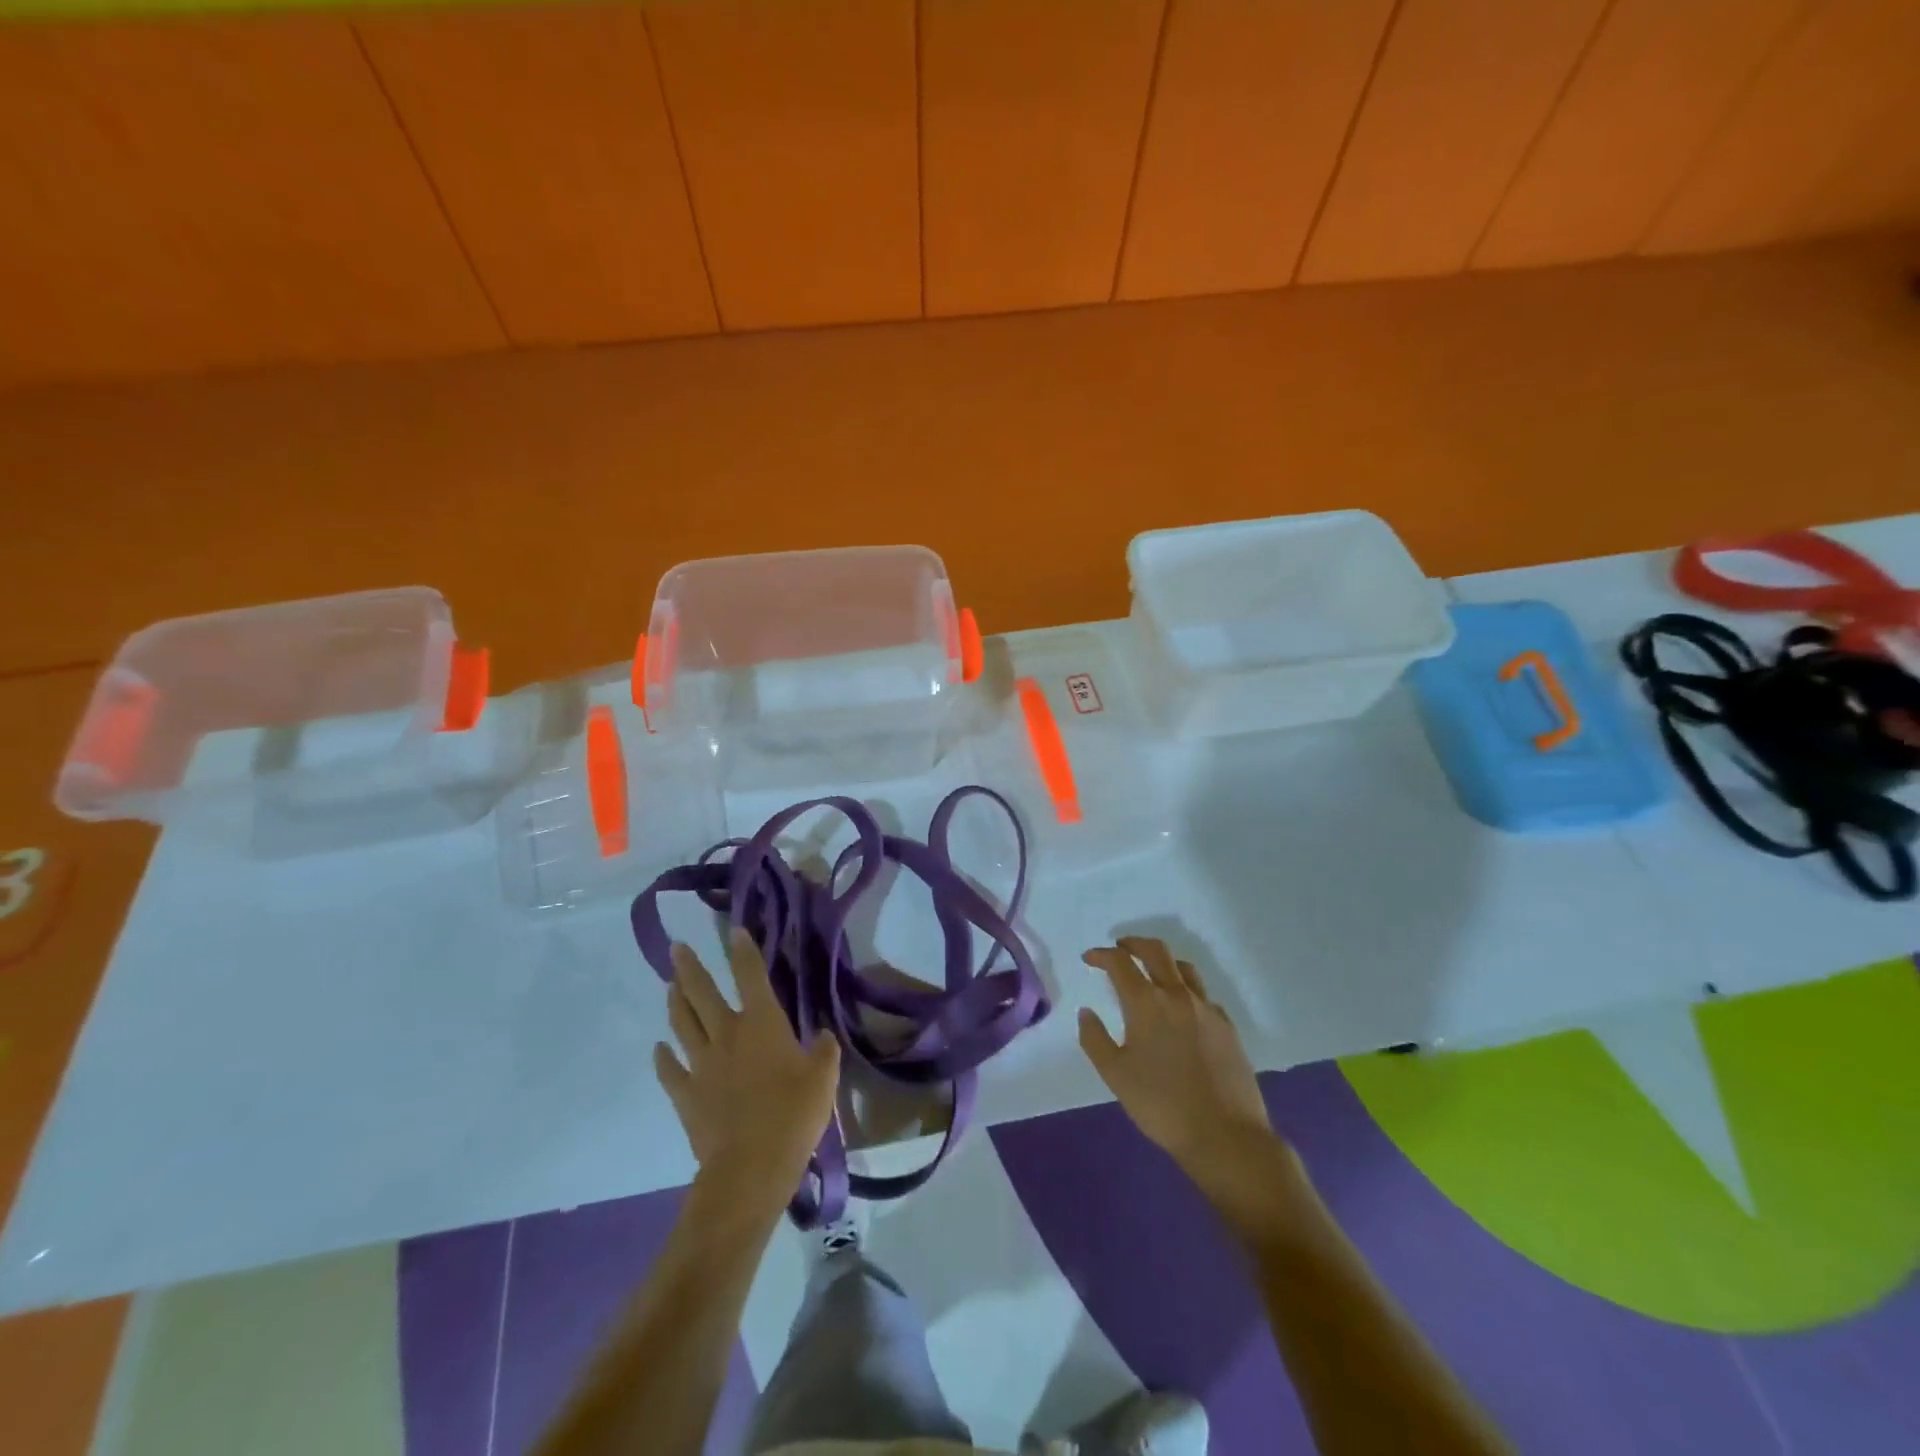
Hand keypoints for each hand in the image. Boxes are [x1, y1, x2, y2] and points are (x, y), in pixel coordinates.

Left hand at [656, 929, 841, 1212]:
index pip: (750, 975)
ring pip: (683, 1023)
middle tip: (676, 948)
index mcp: (762, 1023)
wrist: (750, 1166)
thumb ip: (824, 1050)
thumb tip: (821, 1035)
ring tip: (670, 985)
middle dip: (689, 968)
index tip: (734, 930)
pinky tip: (659, 1048)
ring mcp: (701, 1064)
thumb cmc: (794, 1114)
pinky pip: (670, 1070)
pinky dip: (663, 1057)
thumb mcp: (824, 1078)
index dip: (743, 951)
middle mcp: (727, 1034)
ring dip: (675, 1002)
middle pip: (702, 993)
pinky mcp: (686, 1095)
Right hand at [1079, 937, 1288, 1198]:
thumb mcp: (1115, 1075)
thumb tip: (1086, 1012)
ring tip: (1150, 972)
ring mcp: (1207, 1009)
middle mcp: (1178, 995)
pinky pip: (1202, 994)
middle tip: (1119, 948)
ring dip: (1162, 961)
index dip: (1102, 955)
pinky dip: (1185, 989)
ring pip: (1184, 967)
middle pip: (1156, 950)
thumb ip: (1094, 1039)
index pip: (1120, 962)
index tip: (1089, 958)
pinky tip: (1180, 1008)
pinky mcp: (1227, 1026)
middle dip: (1133, 943)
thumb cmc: (1162, 1105)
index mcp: (1147, 1002)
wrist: (1225, 1135)